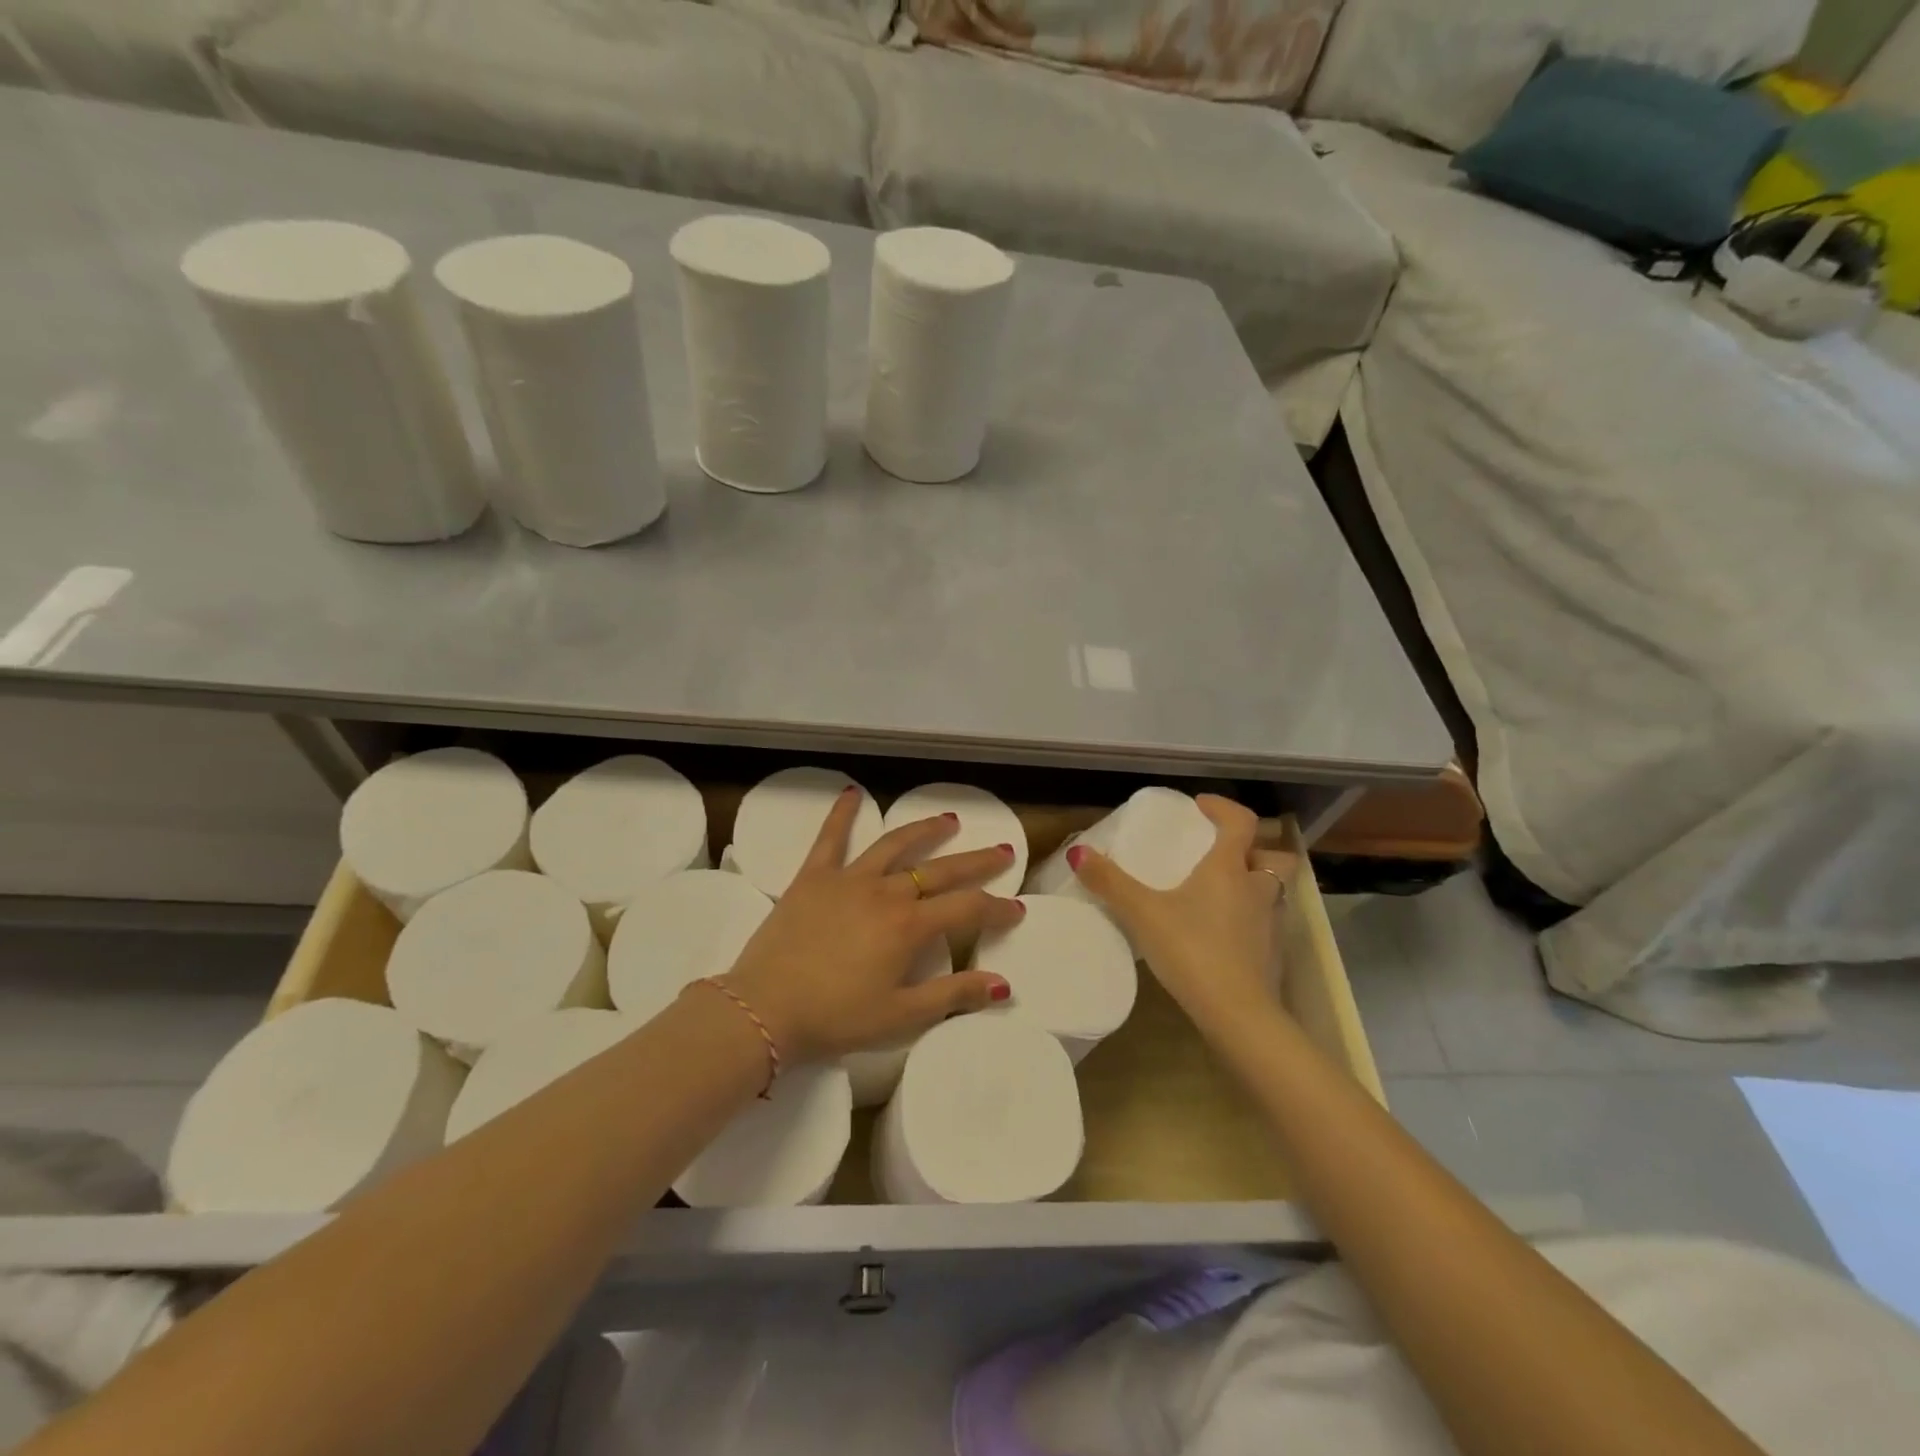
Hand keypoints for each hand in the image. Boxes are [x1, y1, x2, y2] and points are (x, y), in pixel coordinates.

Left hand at [718, 787, 1024, 1063]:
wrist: (764, 1009)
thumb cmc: (836, 1018)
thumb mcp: (901, 1016)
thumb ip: (953, 996)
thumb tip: (1002, 984)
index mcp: (909, 927)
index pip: (967, 909)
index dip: (996, 908)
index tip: (1016, 908)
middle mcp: (885, 893)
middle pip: (940, 870)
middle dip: (976, 861)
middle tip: (1002, 851)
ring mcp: (848, 879)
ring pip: (895, 846)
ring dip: (925, 831)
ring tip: (949, 820)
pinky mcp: (812, 877)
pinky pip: (830, 839)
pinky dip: (842, 814)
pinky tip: (852, 793)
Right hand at [1067, 795, 1294, 1028]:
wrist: (1238, 1014)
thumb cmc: (1192, 950)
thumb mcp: (1142, 913)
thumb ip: (1110, 882)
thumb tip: (1078, 852)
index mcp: (1229, 869)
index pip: (1240, 822)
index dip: (1223, 808)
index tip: (1200, 807)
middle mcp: (1257, 889)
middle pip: (1272, 856)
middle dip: (1254, 849)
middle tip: (1223, 854)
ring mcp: (1271, 924)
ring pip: (1273, 891)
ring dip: (1254, 883)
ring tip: (1221, 893)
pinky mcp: (1272, 954)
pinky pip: (1266, 922)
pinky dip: (1250, 918)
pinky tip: (1223, 933)